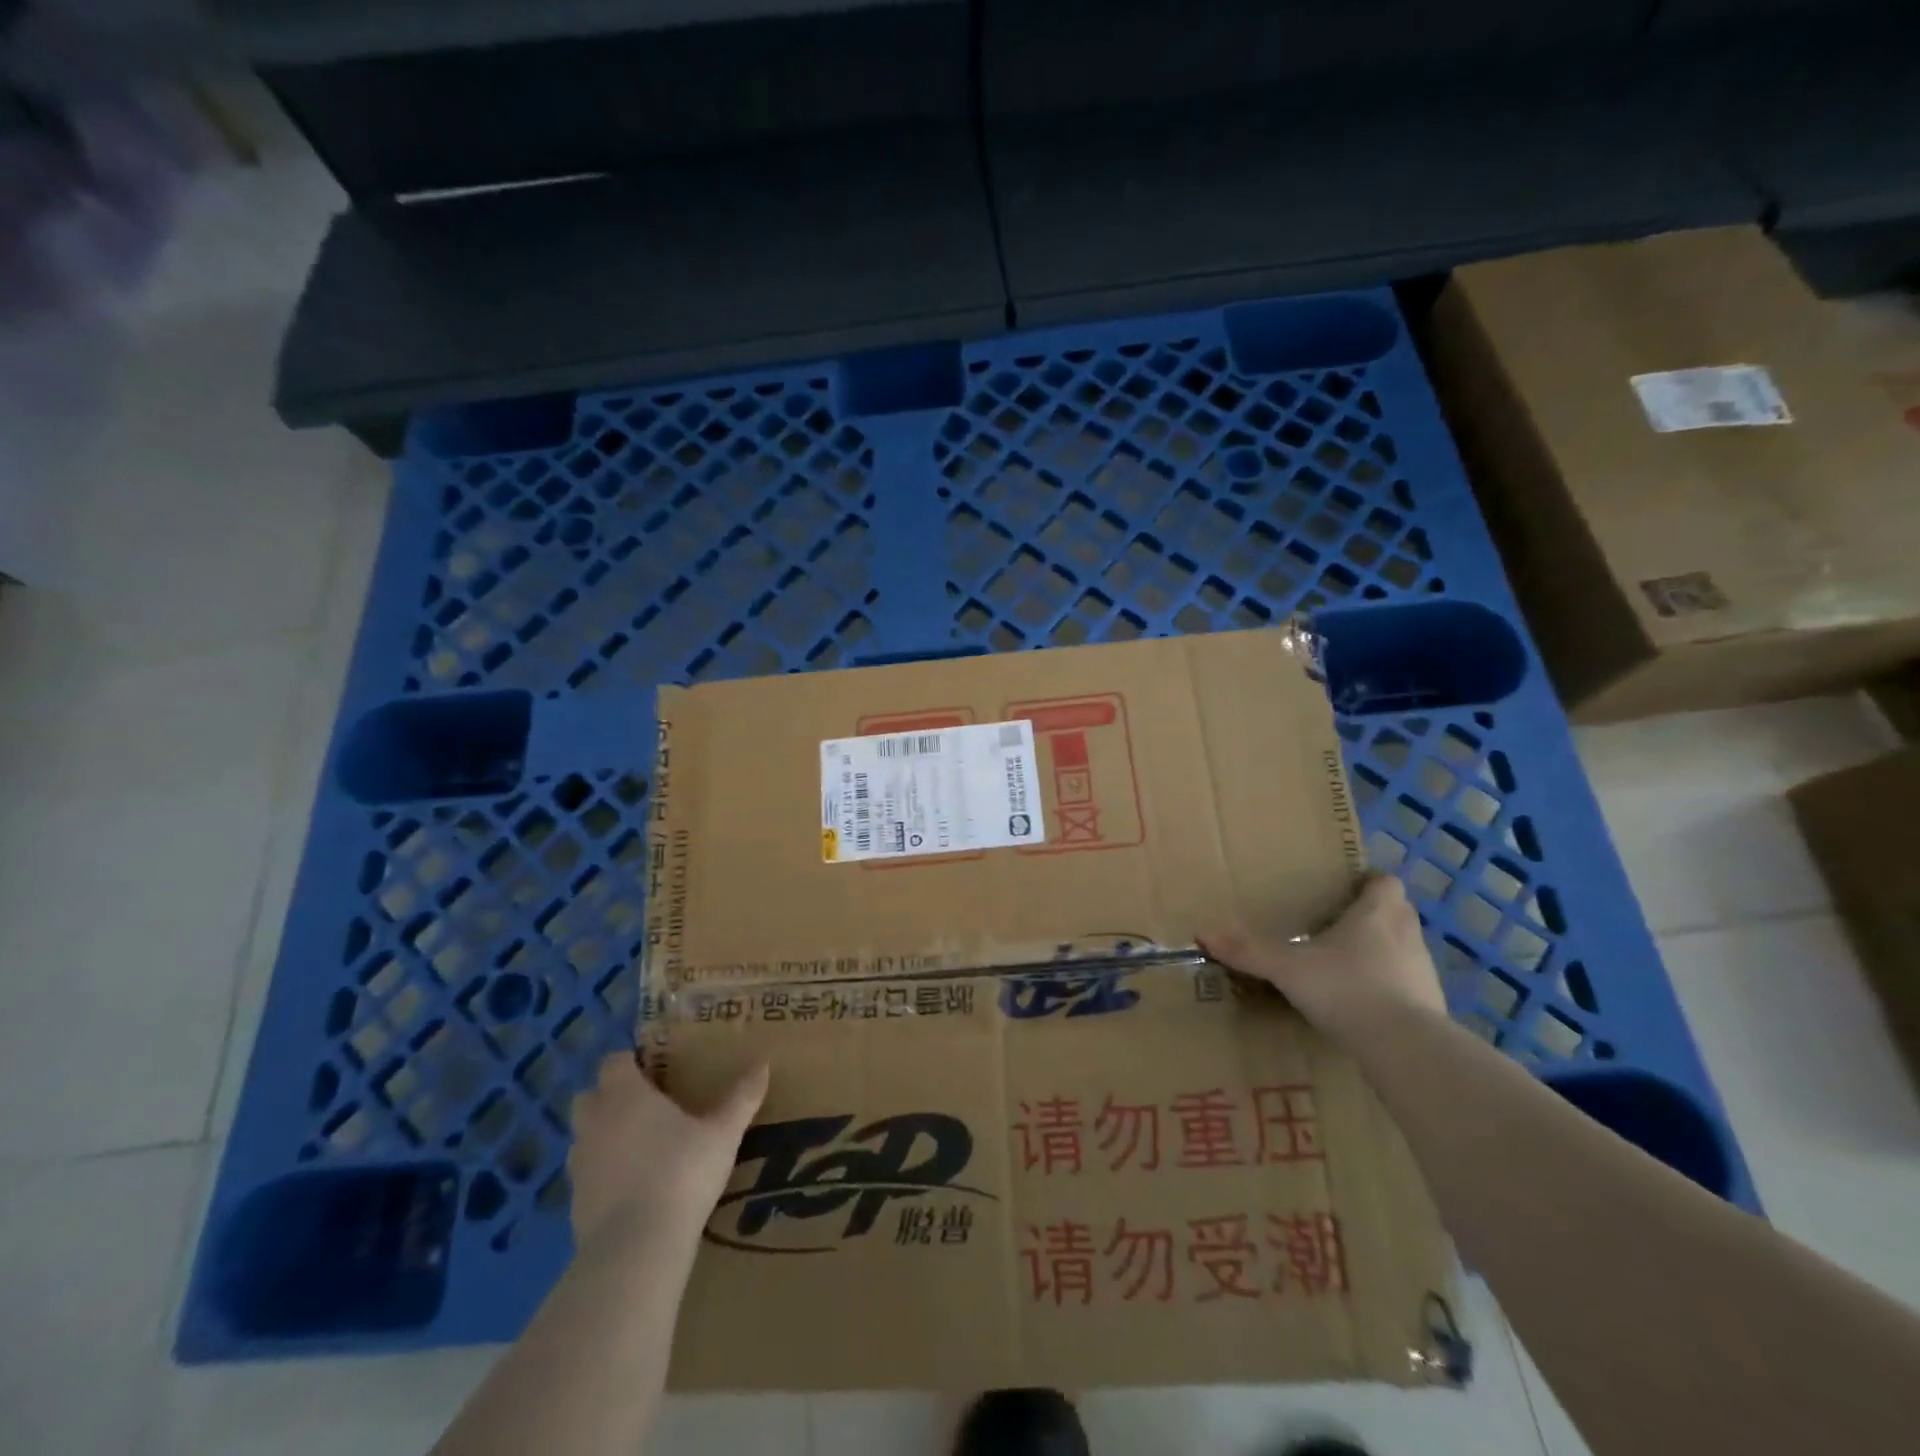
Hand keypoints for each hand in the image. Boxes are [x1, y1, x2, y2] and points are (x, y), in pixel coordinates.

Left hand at [567, 1053, 768, 1250]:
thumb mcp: (722, 1134)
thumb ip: (741, 1098)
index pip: (614, 1062)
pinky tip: (634, 1188)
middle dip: (611, 1097)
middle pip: (590, 1096)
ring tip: (642, 1148)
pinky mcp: (574, 1204)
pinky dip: (604, 1175)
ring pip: (585, 1137)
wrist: (635, 1248)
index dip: (631, 1063)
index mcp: (625, 1095)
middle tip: (648, 1106)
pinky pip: (587, 1176)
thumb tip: (763, 1064)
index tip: (656, 1071)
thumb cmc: (681, 1173)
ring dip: (605, 1136)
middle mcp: (595, 1122)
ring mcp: (580, 1165)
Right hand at [1202, 874, 1446, 1035]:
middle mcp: (1407, 935)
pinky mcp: (1432, 1008)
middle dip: (1373, 917)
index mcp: (1377, 914)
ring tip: (1347, 967)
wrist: (1404, 1048)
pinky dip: (1390, 990)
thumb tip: (1202, 932)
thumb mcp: (1287, 968)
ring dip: (1383, 953)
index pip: (1386, 882)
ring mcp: (1424, 973)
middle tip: (1338, 927)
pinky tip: (1364, 1006)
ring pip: (1404, 950)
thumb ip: (1248, 951)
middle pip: (1398, 913)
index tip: (1347, 890)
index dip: (1369, 883)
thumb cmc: (1346, 989)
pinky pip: (1409, 987)